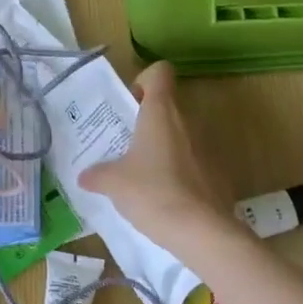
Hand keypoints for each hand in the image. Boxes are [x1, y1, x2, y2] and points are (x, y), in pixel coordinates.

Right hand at [78, 63, 230, 239]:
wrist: (202, 231)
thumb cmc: (153, 192)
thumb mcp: (114, 184)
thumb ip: (97, 175)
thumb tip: (85, 176)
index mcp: (161, 112)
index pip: (160, 71)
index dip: (143, 81)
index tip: (129, 106)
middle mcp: (187, 121)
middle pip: (167, 105)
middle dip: (146, 121)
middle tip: (126, 146)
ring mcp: (206, 146)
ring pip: (180, 134)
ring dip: (162, 147)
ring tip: (143, 175)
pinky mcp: (217, 171)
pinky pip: (193, 161)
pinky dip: (179, 171)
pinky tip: (165, 197)